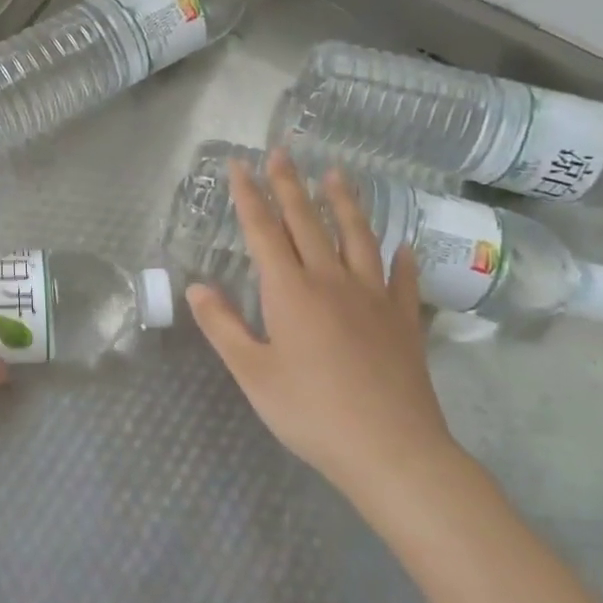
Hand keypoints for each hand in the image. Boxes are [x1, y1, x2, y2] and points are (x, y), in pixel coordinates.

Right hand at [186, 151, 459, 507]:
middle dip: (290, 185)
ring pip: (358, 238)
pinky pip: (403, 281)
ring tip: (338, 173)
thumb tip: (197, 286)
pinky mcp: (404, 322)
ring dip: (344, 203)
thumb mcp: (252, 373)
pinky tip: (405, 245)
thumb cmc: (311, 412)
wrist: (392, 451)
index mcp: (290, 291)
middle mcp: (332, 281)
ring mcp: (374, 298)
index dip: (248, 195)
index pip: (264, 230)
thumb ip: (223, 326)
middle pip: (308, 222)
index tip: (239, 164)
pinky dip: (402, 259)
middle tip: (282, 152)